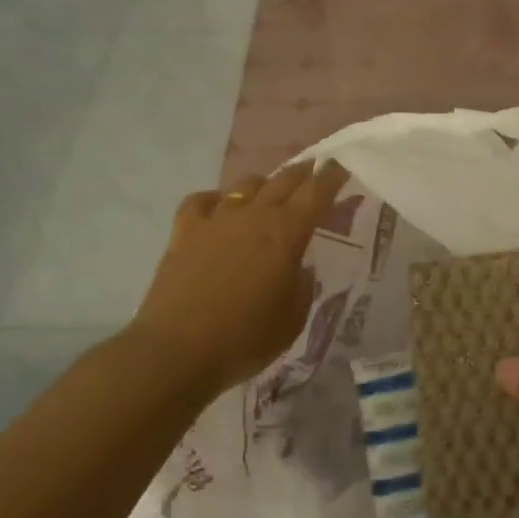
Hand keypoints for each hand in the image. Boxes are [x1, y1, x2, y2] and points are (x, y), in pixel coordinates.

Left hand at [130, 160, 350, 394]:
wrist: (177, 351)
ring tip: (269, 192)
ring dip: (263, 184)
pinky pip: (201, 201)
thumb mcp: (293, 317)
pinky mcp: (184, 232)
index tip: (340, 166)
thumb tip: (296, 268)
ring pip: (245, 186)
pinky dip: (215, 199)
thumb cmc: (246, 338)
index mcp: (287, 233)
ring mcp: (216, 220)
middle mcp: (254, 215)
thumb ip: (301, 284)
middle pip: (283, 180)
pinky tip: (218, 207)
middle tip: (314, 169)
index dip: (331, 176)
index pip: (317, 192)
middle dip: (303, 172)